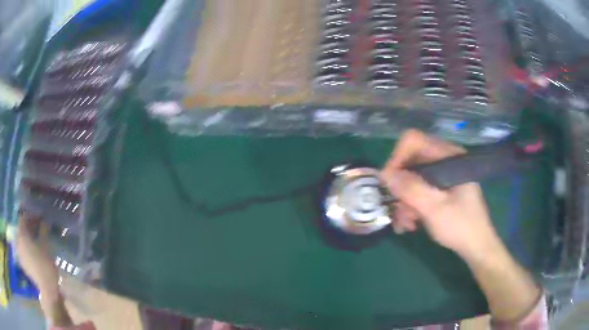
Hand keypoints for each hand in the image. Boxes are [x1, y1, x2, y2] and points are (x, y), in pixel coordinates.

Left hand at [15, 213, 60, 302]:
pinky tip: (34, 254)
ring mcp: (19, 254)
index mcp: (21, 233)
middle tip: (38, 230)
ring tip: (36, 242)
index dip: (30, 217)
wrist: (47, 290)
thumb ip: (43, 230)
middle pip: (21, 230)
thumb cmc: (45, 264)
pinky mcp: (23, 264)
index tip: (39, 218)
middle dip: (29, 228)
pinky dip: (28, 249)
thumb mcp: (45, 245)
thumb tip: (44, 219)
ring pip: (22, 241)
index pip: (23, 218)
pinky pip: (23, 251)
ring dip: (28, 239)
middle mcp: (18, 241)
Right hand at [380, 130, 501, 257]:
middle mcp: (445, 160)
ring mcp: (442, 175)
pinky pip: (418, 190)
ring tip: (404, 224)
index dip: (397, 159)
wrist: (476, 246)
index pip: (414, 141)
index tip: (389, 184)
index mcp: (449, 156)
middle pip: (410, 162)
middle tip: (396, 210)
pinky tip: (410, 224)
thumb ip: (411, 189)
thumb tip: (385, 174)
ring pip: (411, 179)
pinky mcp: (440, 189)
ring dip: (404, 201)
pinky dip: (411, 206)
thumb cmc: (461, 226)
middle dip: (400, 187)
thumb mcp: (435, 209)